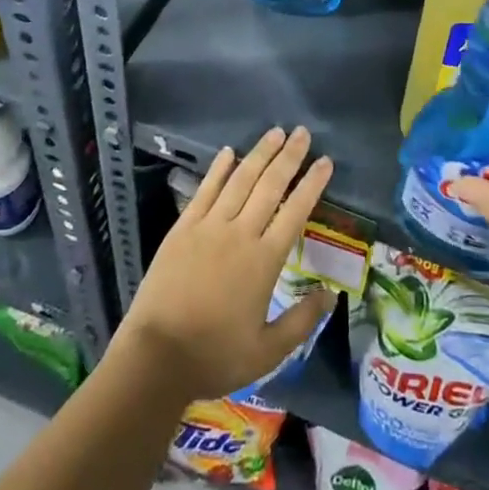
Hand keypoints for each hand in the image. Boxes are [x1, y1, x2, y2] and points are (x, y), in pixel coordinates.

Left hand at [118, 127, 334, 404]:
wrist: (157, 357)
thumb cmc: (214, 356)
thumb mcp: (267, 352)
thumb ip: (301, 321)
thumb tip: (331, 295)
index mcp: (264, 261)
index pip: (295, 211)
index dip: (312, 184)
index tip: (325, 161)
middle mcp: (240, 233)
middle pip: (270, 186)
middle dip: (289, 157)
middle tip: (303, 132)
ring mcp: (209, 226)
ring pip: (240, 180)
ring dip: (260, 154)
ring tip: (276, 132)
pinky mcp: (184, 227)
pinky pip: (205, 190)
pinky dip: (218, 168)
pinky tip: (228, 151)